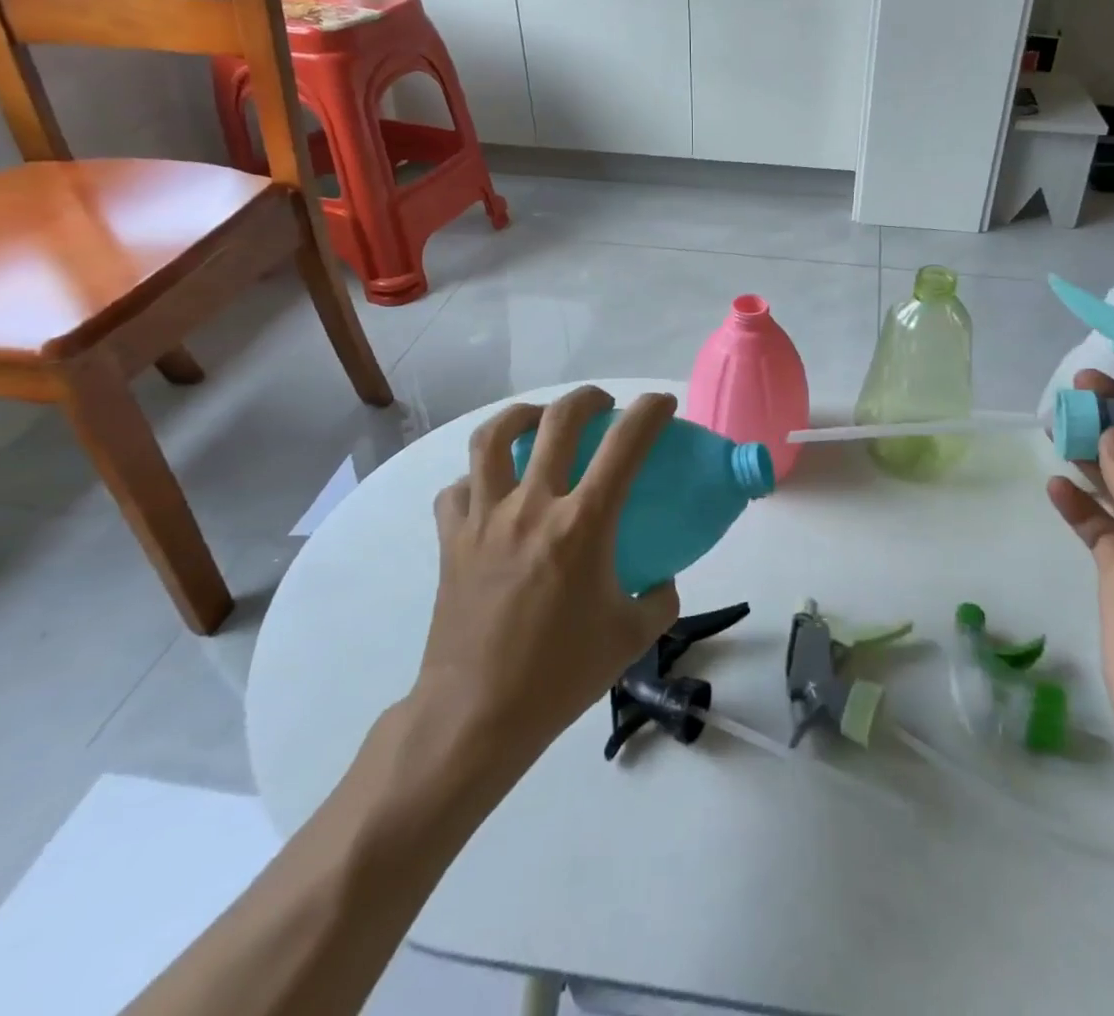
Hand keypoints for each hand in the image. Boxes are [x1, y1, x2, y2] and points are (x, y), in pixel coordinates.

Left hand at [407, 386, 681, 773]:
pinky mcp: (451, 539)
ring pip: (492, 437)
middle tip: (602, 404)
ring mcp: (484, 518)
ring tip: (538, 421)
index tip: (663, 403)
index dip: (650, 412)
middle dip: (587, 399)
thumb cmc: (560, 675)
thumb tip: (661, 578)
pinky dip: (477, 478)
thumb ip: (659, 597)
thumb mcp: (632, 636)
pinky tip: (491, 491)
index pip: (625, 444)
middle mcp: (532, 506)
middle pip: (558, 420)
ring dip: (521, 416)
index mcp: (583, 524)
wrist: (476, 715)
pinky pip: (458, 489)